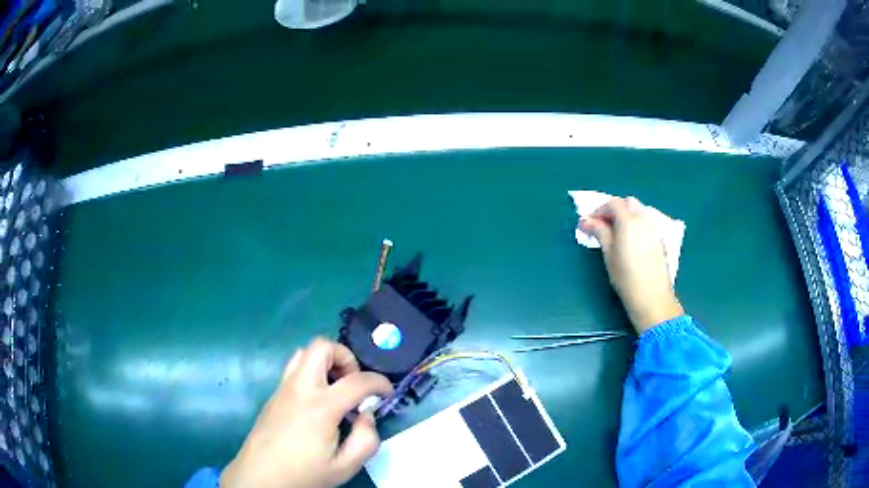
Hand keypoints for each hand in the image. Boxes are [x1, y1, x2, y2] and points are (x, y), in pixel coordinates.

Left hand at [221, 338, 393, 487]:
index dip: (380, 382)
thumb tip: (366, 415)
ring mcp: (283, 389)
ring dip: (325, 362)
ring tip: (335, 389)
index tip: (387, 393)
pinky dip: (312, 373)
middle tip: (353, 384)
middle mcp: (300, 388)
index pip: (358, 380)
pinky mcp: (273, 395)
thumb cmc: (304, 474)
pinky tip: (317, 403)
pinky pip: (294, 370)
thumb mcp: (345, 466)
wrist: (260, 477)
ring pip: (303, 353)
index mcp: (321, 406)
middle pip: (322, 347)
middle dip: (345, 357)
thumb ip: (367, 439)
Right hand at [579, 197, 683, 332]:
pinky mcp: (659, 239)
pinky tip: (630, 242)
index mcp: (628, 221)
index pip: (613, 203)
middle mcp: (643, 219)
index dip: (599, 210)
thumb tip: (586, 221)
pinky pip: (646, 223)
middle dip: (614, 210)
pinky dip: (636, 225)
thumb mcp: (608, 254)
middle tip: (603, 226)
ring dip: (626, 216)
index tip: (590, 223)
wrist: (652, 297)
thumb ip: (599, 232)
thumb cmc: (626, 277)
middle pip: (628, 203)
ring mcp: (654, 228)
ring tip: (616, 234)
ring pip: (639, 211)